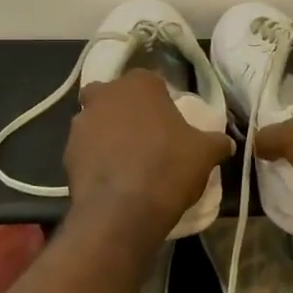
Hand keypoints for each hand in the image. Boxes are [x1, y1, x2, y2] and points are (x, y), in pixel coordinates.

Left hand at [65, 71, 232, 233]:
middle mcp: (105, 94)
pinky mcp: (67, 152)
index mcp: (139, 84)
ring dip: (107, 134)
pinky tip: (112, 178)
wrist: (123, 211)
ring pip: (96, 120)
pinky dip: (96, 158)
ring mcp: (81, 122)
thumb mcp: (204, 153)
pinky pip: (86, 149)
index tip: (169, 121)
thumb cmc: (168, 168)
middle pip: (114, 95)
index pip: (150, 81)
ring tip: (127, 161)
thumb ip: (215, 141)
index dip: (160, 100)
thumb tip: (226, 142)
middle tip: (144, 136)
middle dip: (124, 109)